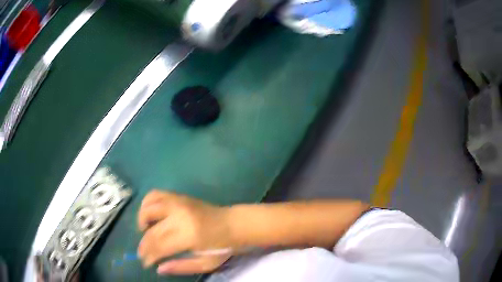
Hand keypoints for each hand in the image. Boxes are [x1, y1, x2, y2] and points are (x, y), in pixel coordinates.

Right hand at [137, 190, 232, 274]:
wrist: (235, 224)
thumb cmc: (223, 246)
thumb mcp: (206, 263)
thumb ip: (181, 267)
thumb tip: (158, 268)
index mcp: (189, 235)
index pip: (159, 246)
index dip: (149, 256)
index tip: (145, 263)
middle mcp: (180, 216)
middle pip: (152, 231)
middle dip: (144, 245)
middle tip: (142, 253)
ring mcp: (179, 202)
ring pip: (148, 207)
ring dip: (141, 220)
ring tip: (144, 232)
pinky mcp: (179, 196)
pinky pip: (156, 194)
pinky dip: (147, 203)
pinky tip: (149, 214)